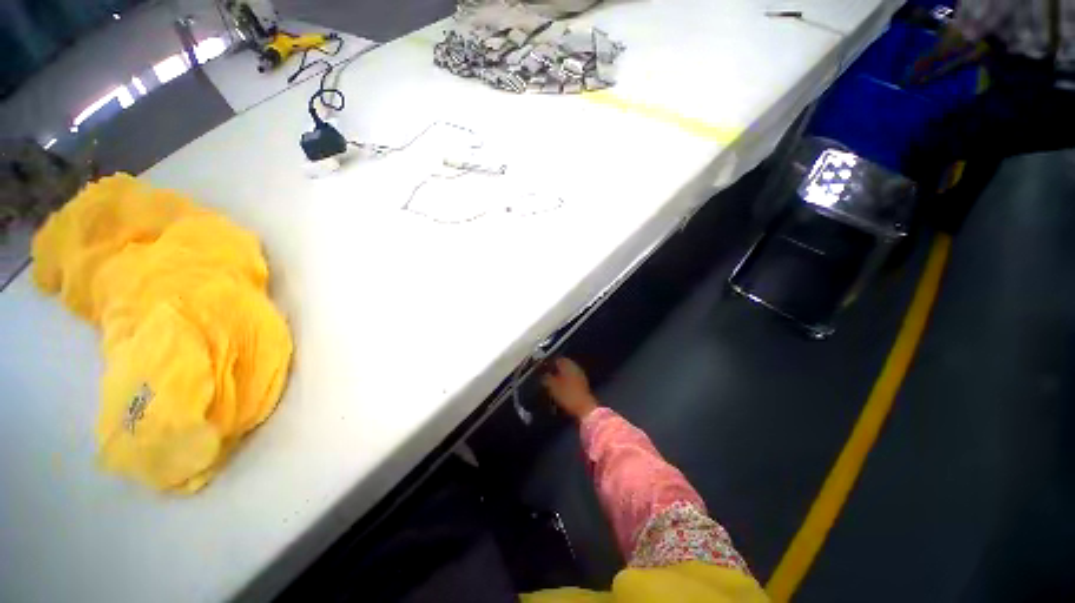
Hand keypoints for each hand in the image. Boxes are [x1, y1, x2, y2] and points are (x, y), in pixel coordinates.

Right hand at [541, 358, 597, 419]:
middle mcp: (575, 367)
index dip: (549, 363)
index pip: (556, 359)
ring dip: (560, 376)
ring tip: (552, 383)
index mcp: (567, 364)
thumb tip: (543, 374)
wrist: (585, 407)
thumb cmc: (567, 394)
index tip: (542, 368)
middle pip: (563, 365)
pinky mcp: (583, 384)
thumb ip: (546, 378)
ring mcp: (580, 375)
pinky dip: (565, 382)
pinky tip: (560, 388)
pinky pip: (571, 379)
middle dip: (555, 370)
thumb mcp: (552, 387)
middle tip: (546, 376)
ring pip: (567, 372)